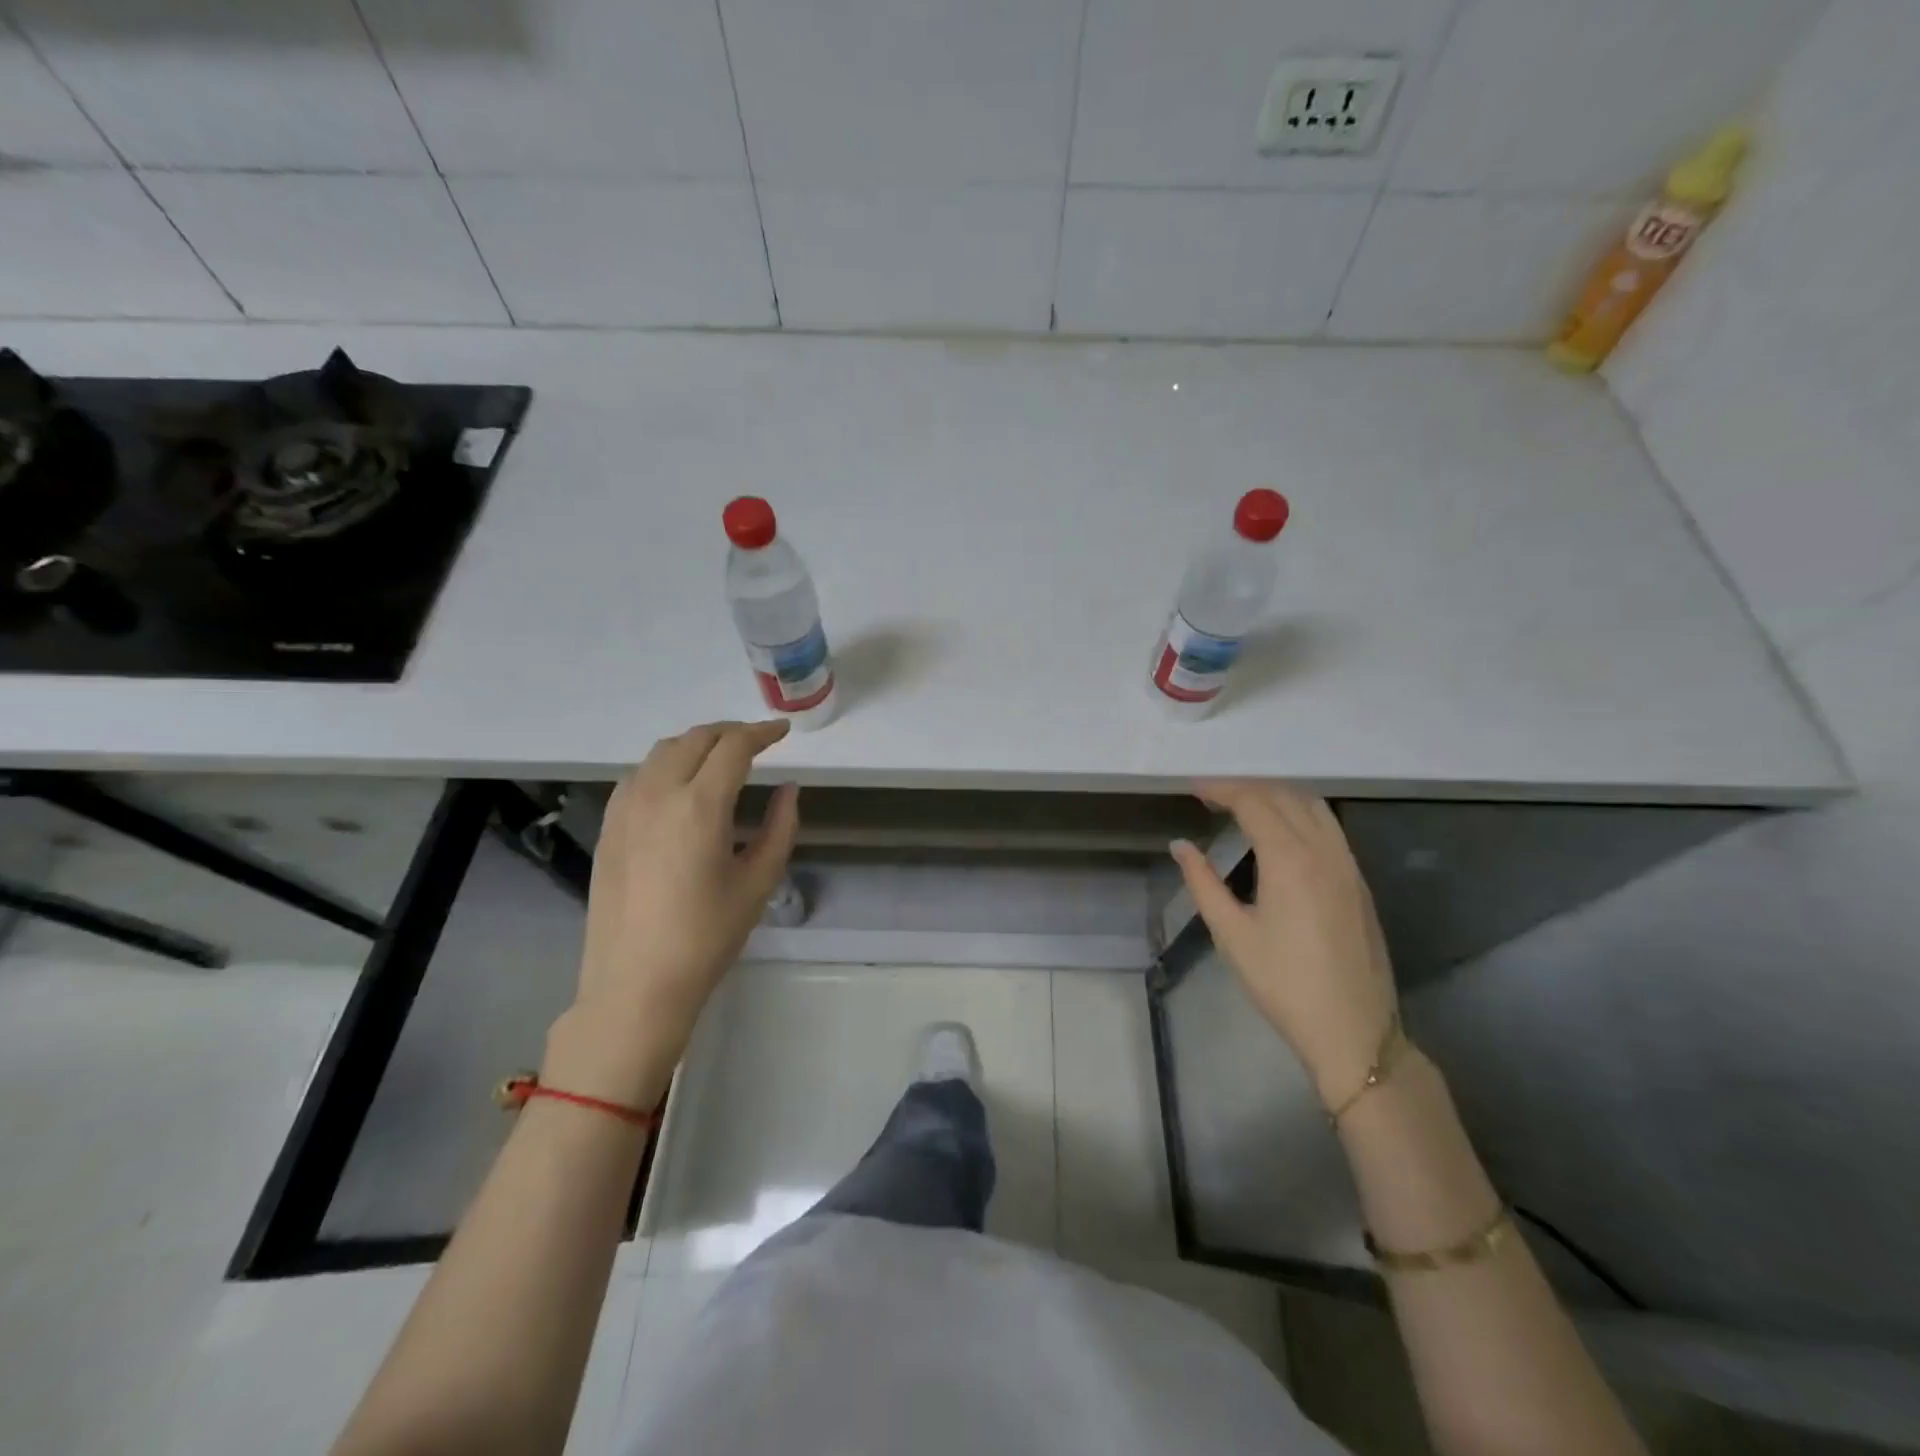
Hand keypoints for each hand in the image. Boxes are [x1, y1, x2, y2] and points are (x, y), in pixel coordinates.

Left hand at [556, 721, 799, 1100]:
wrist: (635, 983)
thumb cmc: (707, 936)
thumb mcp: (758, 882)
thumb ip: (780, 827)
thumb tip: (788, 789)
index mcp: (699, 806)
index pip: (734, 747)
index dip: (762, 733)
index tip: (782, 733)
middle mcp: (657, 793)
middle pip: (695, 739)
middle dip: (730, 733)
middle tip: (756, 742)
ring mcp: (625, 808)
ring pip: (662, 751)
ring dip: (696, 744)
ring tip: (720, 758)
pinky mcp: (607, 826)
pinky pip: (638, 774)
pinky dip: (665, 764)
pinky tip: (679, 784)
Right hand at [1171, 781, 1397, 1109]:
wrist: (1353, 1030)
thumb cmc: (1283, 984)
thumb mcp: (1232, 934)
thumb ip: (1203, 882)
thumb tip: (1181, 846)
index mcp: (1289, 860)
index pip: (1253, 802)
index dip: (1221, 788)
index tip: (1194, 788)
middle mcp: (1323, 850)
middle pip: (1284, 796)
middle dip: (1246, 788)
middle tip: (1211, 796)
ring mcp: (1347, 864)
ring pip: (1313, 806)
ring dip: (1277, 795)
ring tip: (1244, 805)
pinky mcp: (1358, 881)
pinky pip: (1329, 826)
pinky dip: (1301, 812)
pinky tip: (1282, 831)